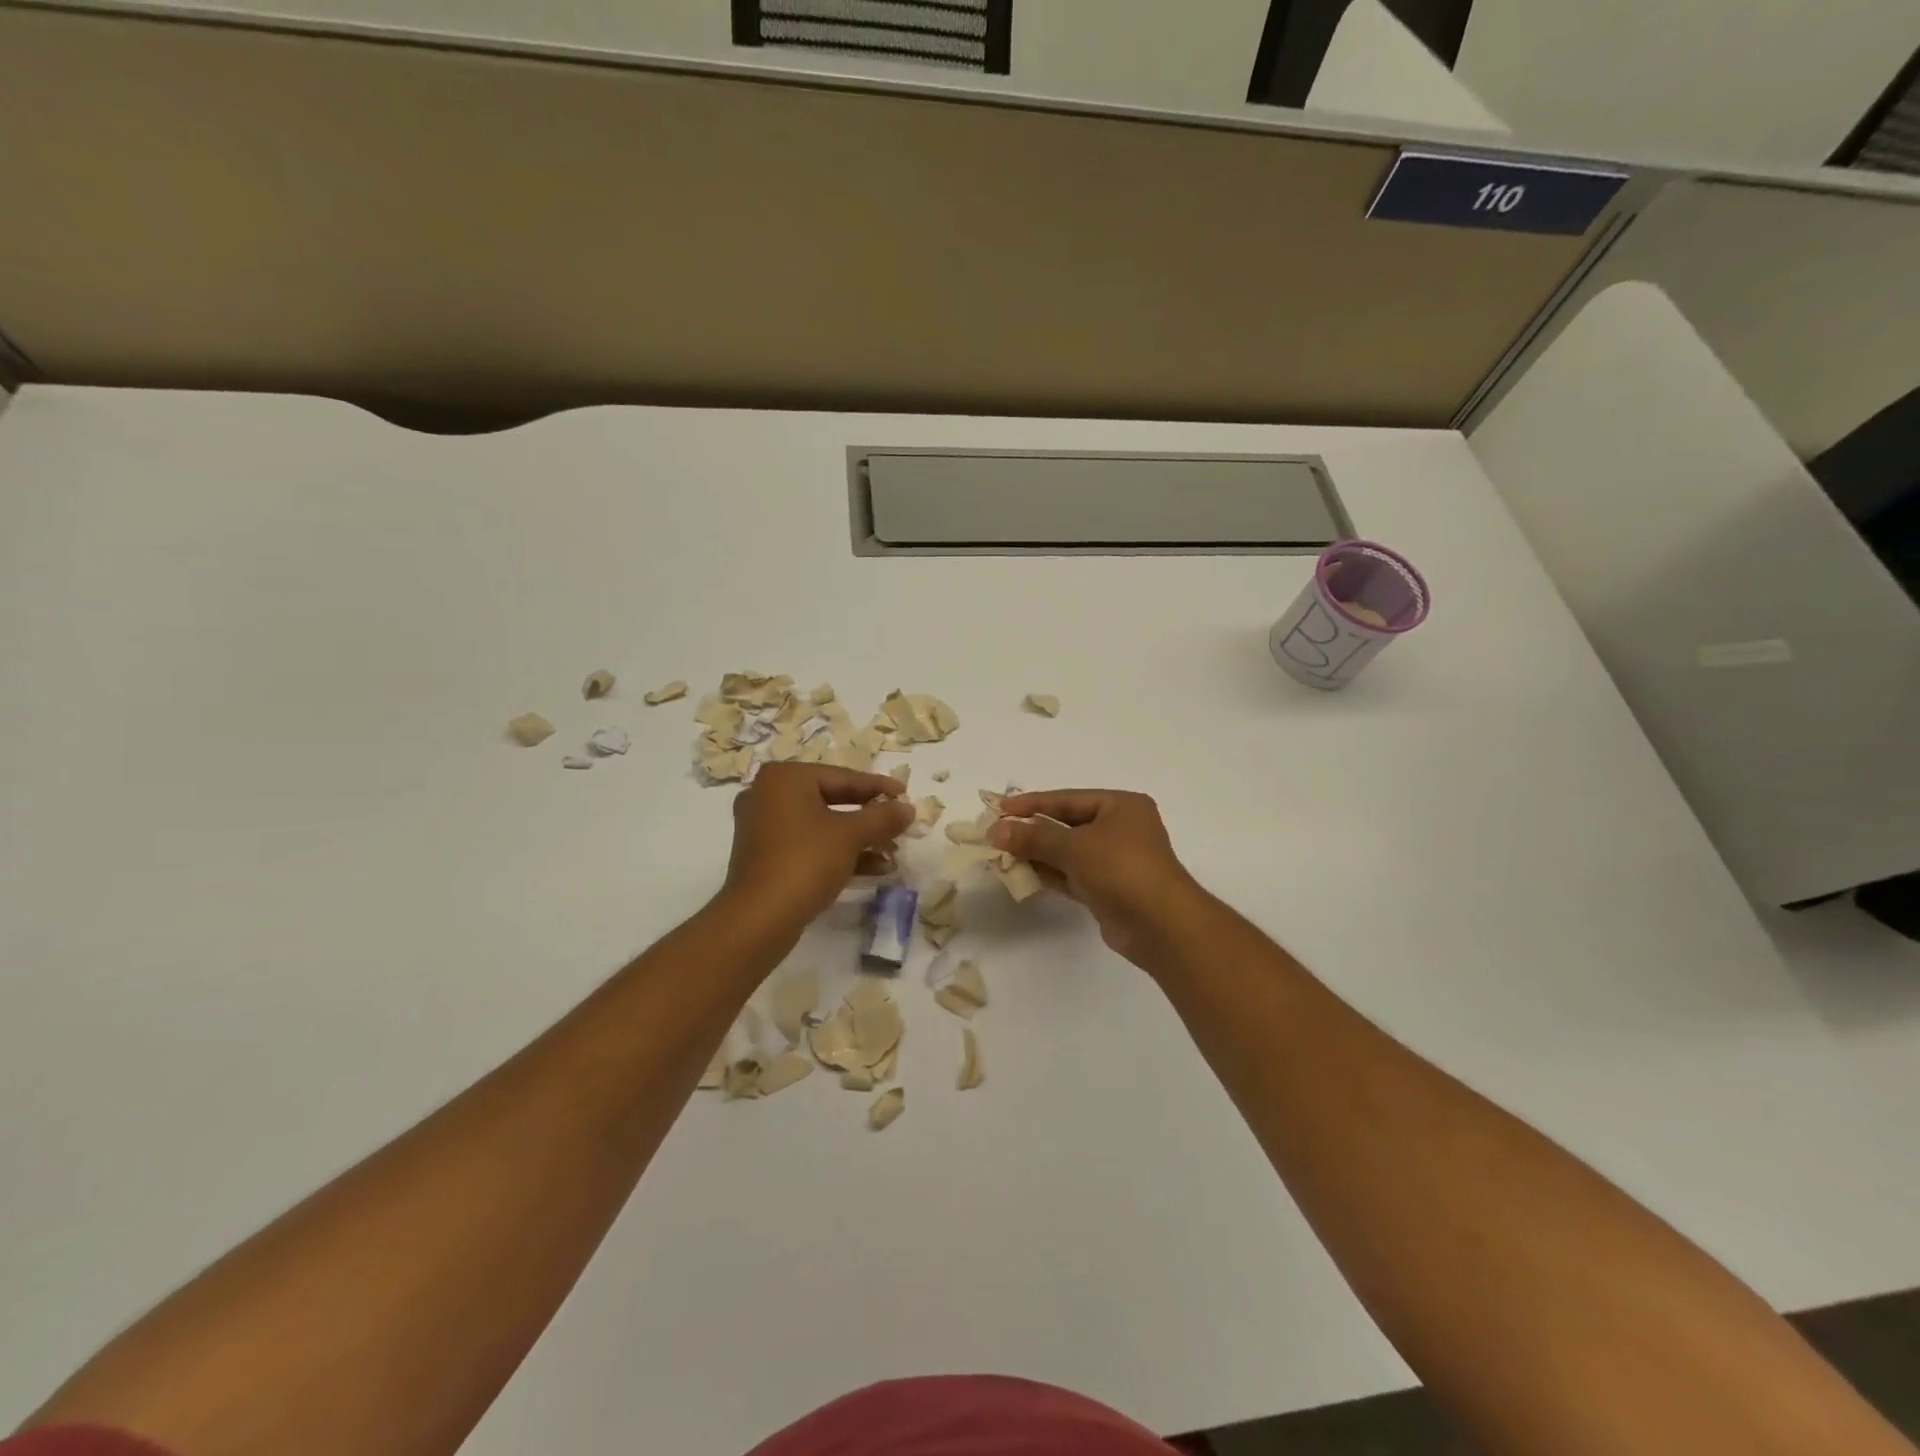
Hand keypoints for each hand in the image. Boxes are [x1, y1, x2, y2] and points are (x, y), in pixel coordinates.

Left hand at [721, 763, 914, 930]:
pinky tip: (875, 869)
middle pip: (833, 800)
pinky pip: (811, 845)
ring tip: (893, 852)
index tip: (906, 794)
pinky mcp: (767, 857)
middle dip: (870, 818)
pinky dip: (840, 853)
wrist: (759, 919)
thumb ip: (882, 817)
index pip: (842, 777)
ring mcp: (765, 828)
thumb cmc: (805, 861)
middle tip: (900, 823)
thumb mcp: (851, 835)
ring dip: (860, 839)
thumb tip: (908, 808)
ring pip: (823, 826)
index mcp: (785, 778)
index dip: (878, 787)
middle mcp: (769, 795)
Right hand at [989, 789, 1209, 965]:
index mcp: (1121, 806)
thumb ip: (1033, 836)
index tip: (999, 808)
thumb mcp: (1074, 846)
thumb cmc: (1121, 869)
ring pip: (1067, 852)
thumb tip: (995, 830)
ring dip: (1036, 853)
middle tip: (996, 833)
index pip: (1068, 799)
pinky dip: (1048, 873)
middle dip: (1032, 830)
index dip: (1032, 803)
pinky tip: (1020, 874)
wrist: (1160, 925)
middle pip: (1066, 825)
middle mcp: (1120, 829)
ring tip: (1000, 854)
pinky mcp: (1107, 890)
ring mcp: (1114, 861)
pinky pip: (1071, 875)